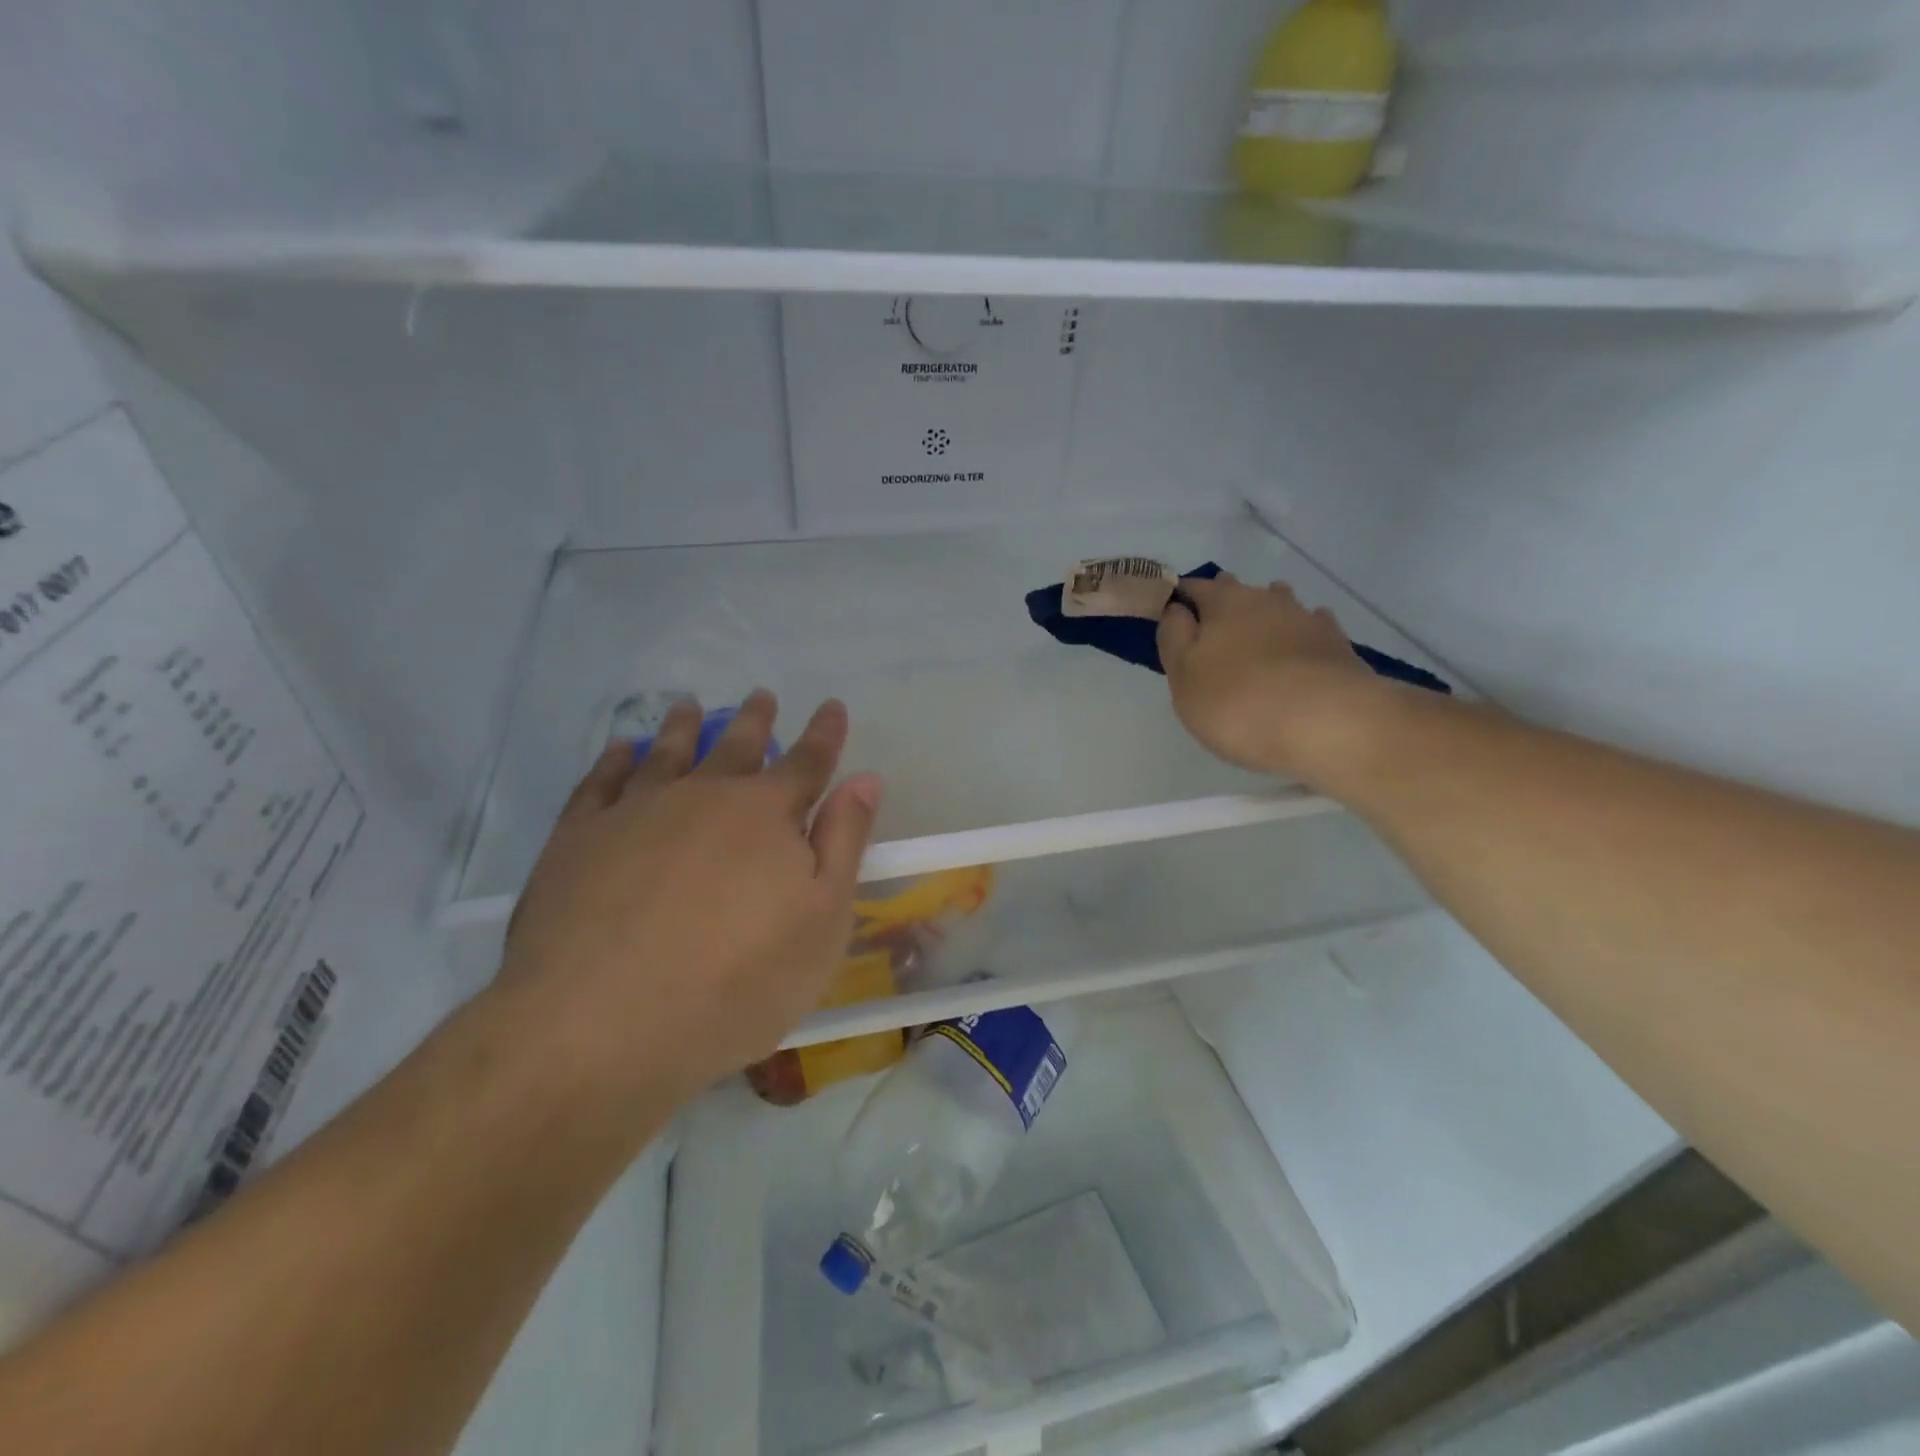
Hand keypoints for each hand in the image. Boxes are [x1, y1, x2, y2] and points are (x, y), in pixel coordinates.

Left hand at [499, 690, 882, 1105]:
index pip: (807, 763)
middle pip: (736, 747)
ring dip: (684, 727)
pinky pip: (601, 782)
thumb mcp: (821, 920)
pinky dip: (615, 760)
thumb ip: (843, 843)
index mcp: (766, 815)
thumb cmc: (736, 982)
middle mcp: (703, 796)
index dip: (824, 734)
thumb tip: (865, 779)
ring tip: (690, 705)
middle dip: (756, 721)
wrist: (599, 1026)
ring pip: (668, 753)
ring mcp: (634, 812)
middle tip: (762, 695)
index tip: (832, 705)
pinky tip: (623, 750)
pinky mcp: (576, 839)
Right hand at [1157, 573, 1385, 782]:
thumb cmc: (1238, 702)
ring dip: (1265, 615)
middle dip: (1223, 604)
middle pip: (1238, 591)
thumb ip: (1174, 638)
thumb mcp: (1183, 676)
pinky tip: (1299, 651)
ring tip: (1255, 637)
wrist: (1329, 725)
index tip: (1171, 616)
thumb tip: (1176, 610)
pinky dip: (1301, 635)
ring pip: (1278, 605)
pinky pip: (1312, 629)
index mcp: (1223, 603)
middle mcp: (1266, 599)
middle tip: (1211, 630)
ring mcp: (1306, 619)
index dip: (1180, 598)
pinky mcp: (1338, 646)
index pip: (1194, 588)